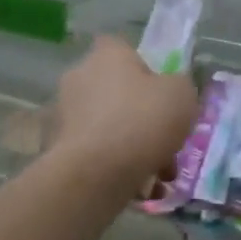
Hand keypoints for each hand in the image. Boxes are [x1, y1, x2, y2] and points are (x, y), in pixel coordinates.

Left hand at [50, 36, 199, 187]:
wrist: (96, 173)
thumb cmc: (143, 120)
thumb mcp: (182, 95)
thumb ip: (178, 87)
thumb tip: (170, 91)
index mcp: (107, 55)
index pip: (121, 48)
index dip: (143, 68)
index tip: (159, 92)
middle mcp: (80, 77)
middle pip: (116, 91)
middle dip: (141, 117)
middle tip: (166, 142)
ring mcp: (65, 113)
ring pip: (109, 127)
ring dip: (133, 148)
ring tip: (158, 179)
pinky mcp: (58, 148)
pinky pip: (96, 154)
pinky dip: (116, 168)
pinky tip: (139, 191)